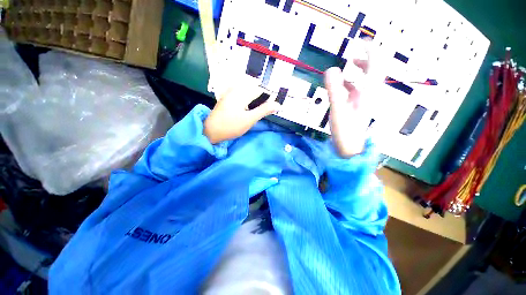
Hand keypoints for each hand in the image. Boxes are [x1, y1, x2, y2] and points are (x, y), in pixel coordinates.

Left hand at [204, 78, 280, 143]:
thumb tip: (278, 104)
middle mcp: (235, 89)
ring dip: (255, 101)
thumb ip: (264, 110)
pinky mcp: (227, 99)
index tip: (273, 106)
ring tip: (257, 111)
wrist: (211, 131)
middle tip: (264, 110)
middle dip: (262, 99)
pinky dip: (248, 102)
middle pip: (254, 90)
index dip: (269, 97)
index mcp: (242, 92)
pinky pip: (241, 96)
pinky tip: (248, 110)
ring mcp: (230, 94)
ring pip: (248, 93)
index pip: (261, 89)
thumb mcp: (250, 119)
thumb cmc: (231, 126)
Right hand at [325, 57, 370, 157]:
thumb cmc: (345, 130)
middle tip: (351, 55)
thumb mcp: (337, 109)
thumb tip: (330, 69)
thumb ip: (334, 89)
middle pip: (372, 71)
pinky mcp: (357, 107)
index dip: (370, 50)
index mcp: (367, 92)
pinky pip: (356, 90)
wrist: (350, 148)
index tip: (359, 43)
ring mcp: (363, 101)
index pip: (375, 64)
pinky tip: (340, 86)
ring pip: (364, 81)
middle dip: (364, 60)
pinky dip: (350, 84)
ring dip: (357, 72)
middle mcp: (369, 94)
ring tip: (345, 68)